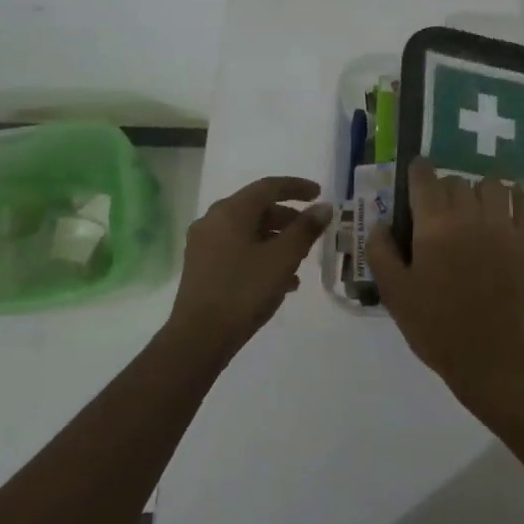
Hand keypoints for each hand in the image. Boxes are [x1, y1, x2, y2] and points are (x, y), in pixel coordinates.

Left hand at [166, 176, 332, 357]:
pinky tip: (281, 281)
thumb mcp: (283, 258)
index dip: (297, 187)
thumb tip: (324, 208)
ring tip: (301, 260)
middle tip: (312, 231)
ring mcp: (203, 245)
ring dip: (277, 239)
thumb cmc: (244, 290)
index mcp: (231, 211)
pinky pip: (237, 249)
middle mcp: (213, 221)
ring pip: (248, 231)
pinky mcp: (202, 267)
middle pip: (257, 208)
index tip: (319, 194)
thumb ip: (306, 229)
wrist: (200, 337)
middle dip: (288, 217)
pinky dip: (261, 255)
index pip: (268, 186)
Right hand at [367, 159, 523, 415]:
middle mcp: (470, 216)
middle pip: (457, 182)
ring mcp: (504, 227)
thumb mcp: (395, 294)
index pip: (425, 180)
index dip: (419, 170)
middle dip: (445, 188)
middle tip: (440, 208)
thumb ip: (381, 252)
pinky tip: (509, 204)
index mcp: (434, 226)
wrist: (491, 355)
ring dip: (479, 190)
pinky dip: (516, 197)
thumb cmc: (436, 327)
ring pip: (492, 186)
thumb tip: (380, 222)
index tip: (416, 169)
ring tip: (474, 207)